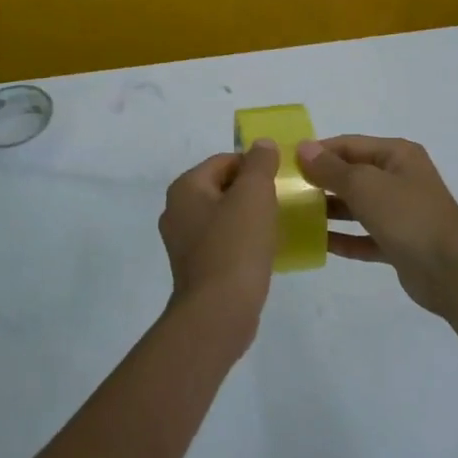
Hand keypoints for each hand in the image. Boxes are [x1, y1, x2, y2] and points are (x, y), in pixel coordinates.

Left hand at [158, 142, 279, 343]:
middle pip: (222, 187)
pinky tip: (263, 252)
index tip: (279, 181)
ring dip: (248, 218)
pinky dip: (242, 242)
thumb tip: (262, 144)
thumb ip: (260, 163)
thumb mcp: (254, 193)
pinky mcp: (195, 269)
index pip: (224, 161)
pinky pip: (222, 243)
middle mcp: (176, 211)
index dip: (254, 166)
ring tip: (275, 227)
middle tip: (280, 202)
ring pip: (223, 216)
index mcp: (185, 188)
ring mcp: (182, 243)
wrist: (219, 312)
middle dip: (252, 192)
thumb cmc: (236, 245)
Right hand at [296, 136, 457, 313]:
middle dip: (322, 181)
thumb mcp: (365, 186)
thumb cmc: (408, 217)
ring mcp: (401, 212)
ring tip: (295, 216)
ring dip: (329, 210)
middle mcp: (400, 178)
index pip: (349, 144)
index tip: (286, 163)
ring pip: (358, 206)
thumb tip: (303, 147)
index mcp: (397, 155)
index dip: (319, 151)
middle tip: (286, 191)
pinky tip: (318, 244)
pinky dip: (344, 238)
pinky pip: (365, 236)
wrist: (453, 273)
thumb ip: (332, 169)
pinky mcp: (399, 243)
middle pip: (353, 174)